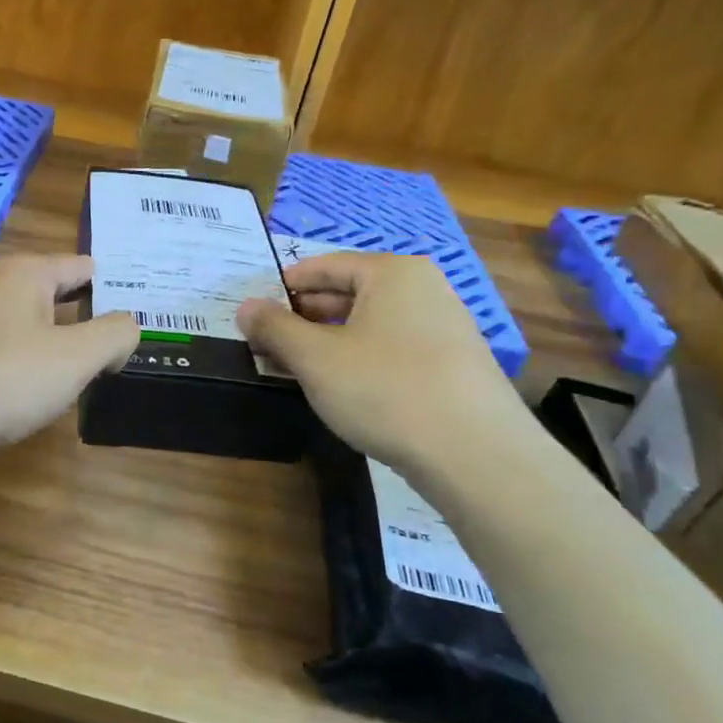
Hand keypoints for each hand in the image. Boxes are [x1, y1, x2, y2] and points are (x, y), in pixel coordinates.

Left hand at [0, 254, 138, 460]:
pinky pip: (8, 360)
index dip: (119, 287)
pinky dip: (31, 374)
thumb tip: (129, 325)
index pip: (85, 266)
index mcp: (26, 274)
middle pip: (59, 298)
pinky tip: (45, 399)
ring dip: (62, 351)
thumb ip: (113, 335)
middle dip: (93, 320)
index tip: (152, 312)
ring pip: (33, 332)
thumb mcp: (73, 357)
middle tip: (135, 346)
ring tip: (100, 375)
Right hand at [237, 251, 525, 469]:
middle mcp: (424, 290)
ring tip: (295, 368)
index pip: (323, 266)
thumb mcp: (314, 357)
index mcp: (393, 273)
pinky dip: (358, 361)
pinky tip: (340, 390)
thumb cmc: (385, 389)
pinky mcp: (453, 367)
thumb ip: (274, 327)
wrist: (476, 455)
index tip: (253, 312)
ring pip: (369, 325)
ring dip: (327, 342)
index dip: (282, 287)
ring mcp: (444, 328)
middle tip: (266, 343)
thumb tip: (246, 307)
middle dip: (303, 318)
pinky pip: (391, 350)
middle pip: (348, 294)